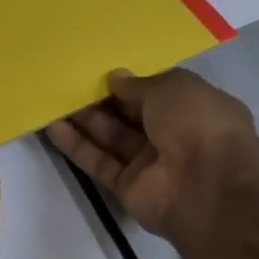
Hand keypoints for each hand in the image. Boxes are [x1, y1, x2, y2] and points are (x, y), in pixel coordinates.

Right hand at [46, 69, 258, 240]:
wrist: (206, 186)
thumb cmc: (198, 124)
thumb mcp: (172, 87)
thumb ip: (140, 84)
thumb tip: (116, 78)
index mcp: (194, 108)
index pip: (157, 93)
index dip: (131, 83)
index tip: (102, 72)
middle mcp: (173, 136)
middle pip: (130, 116)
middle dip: (102, 100)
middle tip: (69, 83)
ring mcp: (149, 165)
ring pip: (111, 139)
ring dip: (84, 121)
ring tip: (54, 101)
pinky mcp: (127, 187)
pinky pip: (99, 163)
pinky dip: (77, 146)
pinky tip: (53, 127)